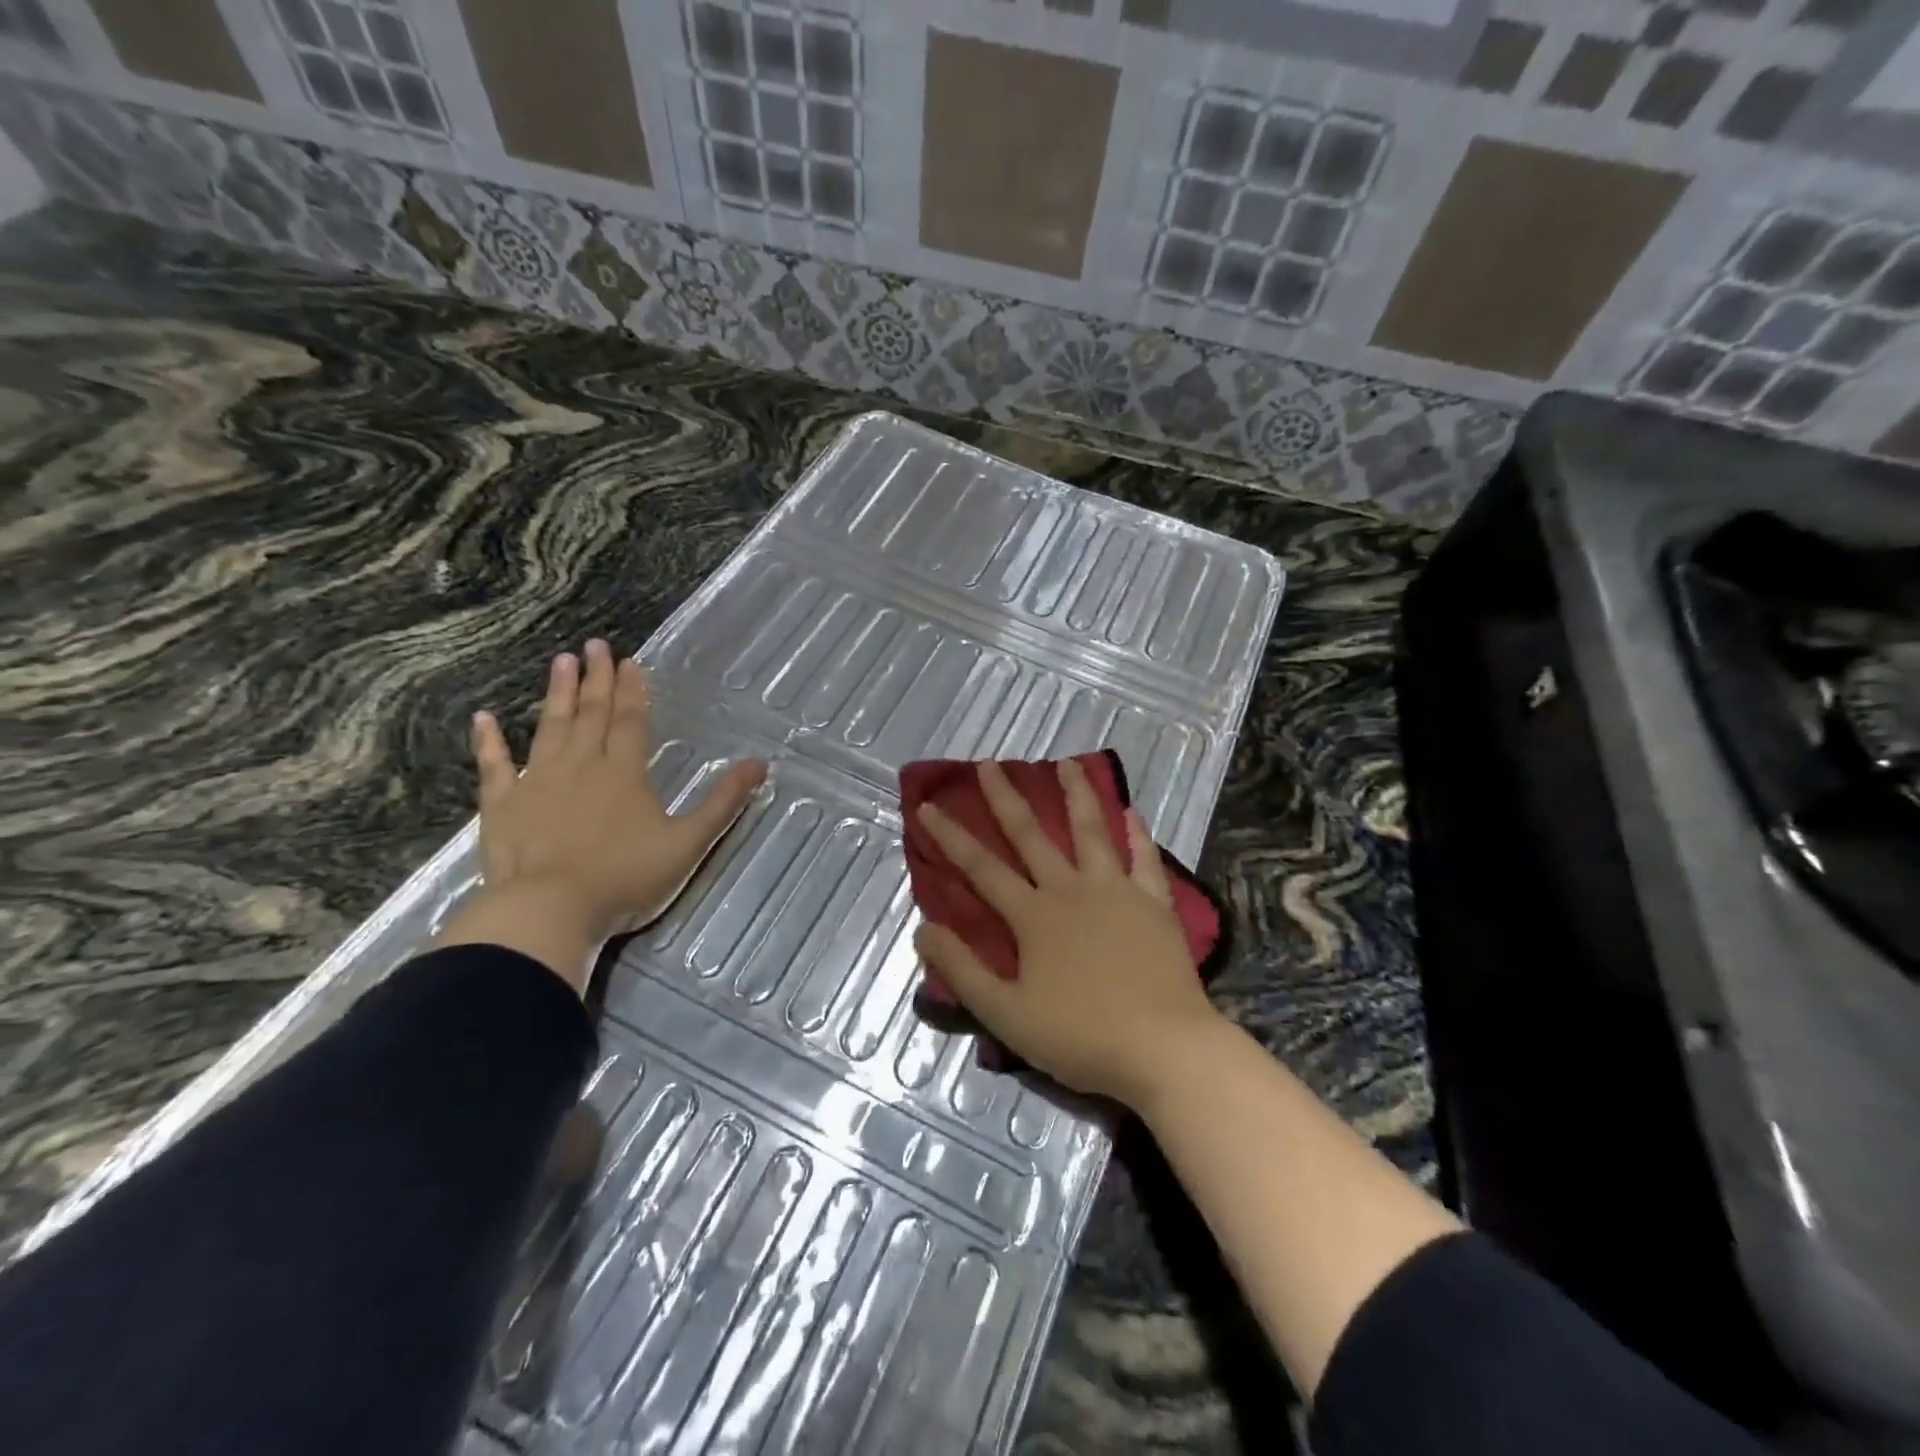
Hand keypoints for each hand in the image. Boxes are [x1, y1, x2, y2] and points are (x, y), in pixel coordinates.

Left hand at [436, 638, 765, 991]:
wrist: (550, 911)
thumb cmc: (626, 878)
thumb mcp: (689, 842)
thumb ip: (724, 802)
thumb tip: (761, 764)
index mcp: (624, 772)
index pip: (631, 721)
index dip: (633, 691)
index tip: (630, 661)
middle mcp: (581, 766)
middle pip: (591, 714)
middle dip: (596, 679)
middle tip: (595, 645)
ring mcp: (538, 782)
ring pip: (550, 728)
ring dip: (556, 694)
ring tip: (561, 661)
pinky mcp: (502, 805)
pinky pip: (494, 766)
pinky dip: (489, 742)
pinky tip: (483, 718)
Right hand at [913, 759, 1222, 1105]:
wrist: (1164, 1048)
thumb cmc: (1081, 1036)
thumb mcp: (1006, 1014)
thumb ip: (963, 970)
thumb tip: (923, 929)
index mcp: (1034, 916)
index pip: (981, 867)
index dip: (950, 836)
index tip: (927, 805)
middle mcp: (1071, 890)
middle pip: (1032, 836)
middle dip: (1006, 799)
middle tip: (990, 764)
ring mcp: (1117, 892)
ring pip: (1092, 832)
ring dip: (1077, 795)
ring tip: (1067, 763)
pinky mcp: (1155, 905)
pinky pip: (1144, 860)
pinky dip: (1138, 834)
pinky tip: (1132, 812)